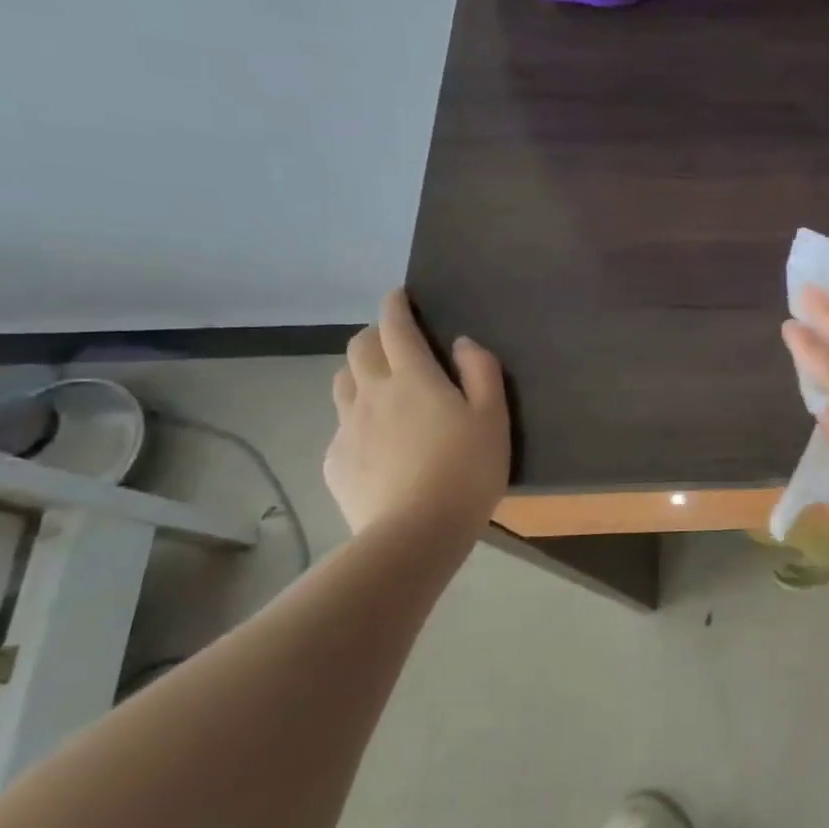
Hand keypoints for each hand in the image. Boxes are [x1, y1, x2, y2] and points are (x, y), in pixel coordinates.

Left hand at [324, 290, 511, 535]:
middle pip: (359, 348)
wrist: (415, 532)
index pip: (396, 328)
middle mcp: (372, 393)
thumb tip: (461, 343)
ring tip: (379, 384)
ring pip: (342, 382)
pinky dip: (356, 417)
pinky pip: (341, 425)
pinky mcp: (335, 460)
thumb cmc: (466, 470)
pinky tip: (376, 439)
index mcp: (413, 379)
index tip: (398, 295)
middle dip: (374, 335)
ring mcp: (347, 427)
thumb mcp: (493, 418)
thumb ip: (481, 372)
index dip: (396, 306)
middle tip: (394, 341)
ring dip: (358, 371)